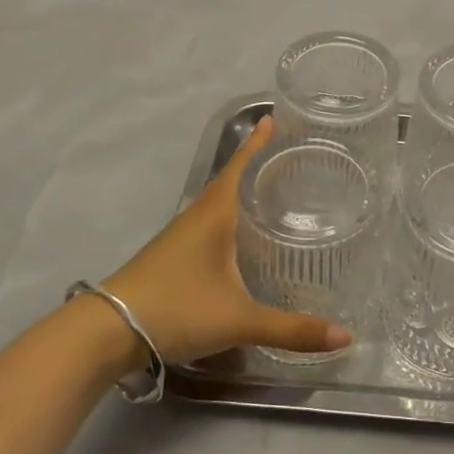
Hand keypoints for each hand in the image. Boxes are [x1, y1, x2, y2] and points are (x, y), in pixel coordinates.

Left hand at [100, 114, 351, 364]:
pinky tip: (242, 236)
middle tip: (292, 156)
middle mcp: (199, 215)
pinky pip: (210, 222)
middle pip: (232, 179)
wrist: (107, 331)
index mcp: (216, 213)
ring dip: (244, 191)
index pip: (242, 165)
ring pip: (219, 202)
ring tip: (275, 191)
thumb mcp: (239, 320)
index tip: (275, 117)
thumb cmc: (177, 308)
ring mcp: (182, 235)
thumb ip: (292, 329)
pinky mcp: (173, 255)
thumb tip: (346, 336)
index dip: (259, 142)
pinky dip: (231, 216)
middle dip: (259, 164)